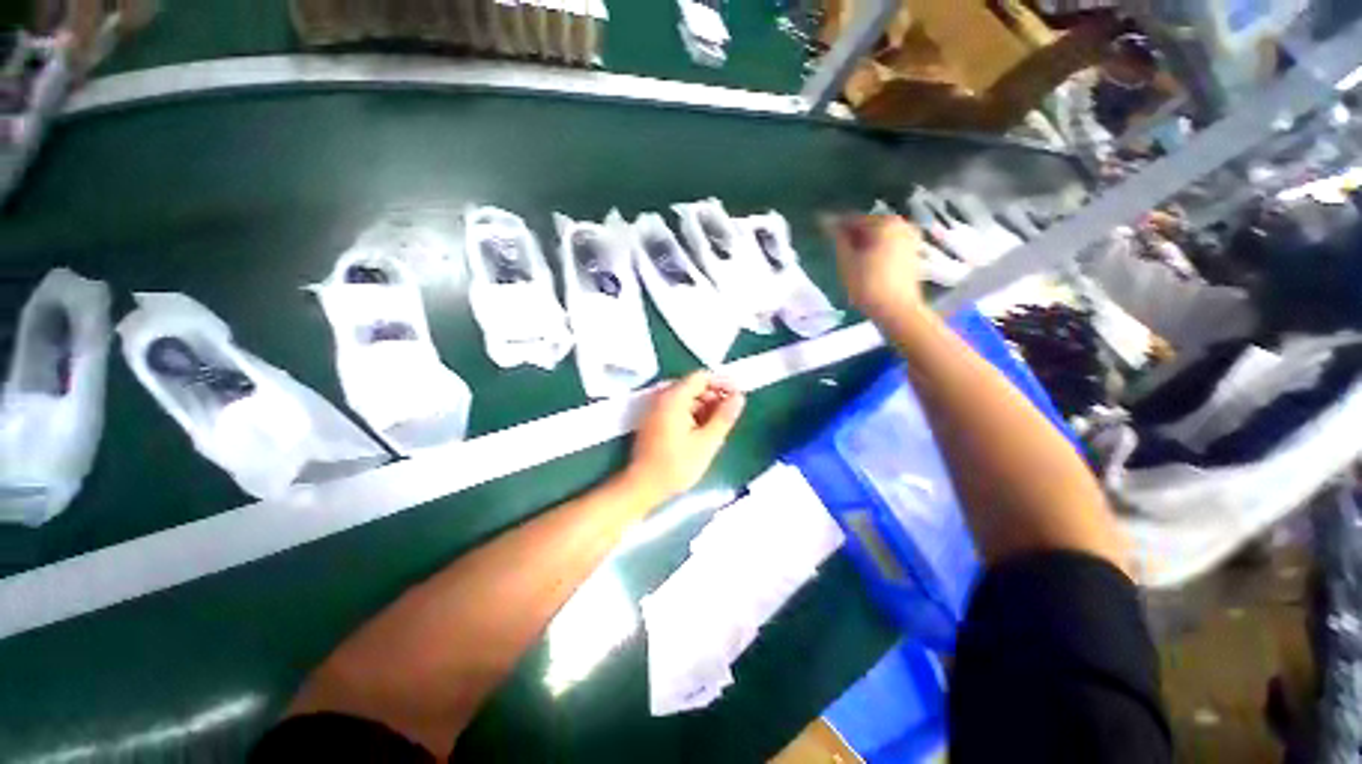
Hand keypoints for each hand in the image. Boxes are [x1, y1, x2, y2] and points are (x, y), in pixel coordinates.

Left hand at [625, 371, 744, 502]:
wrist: (643, 487)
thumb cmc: (676, 465)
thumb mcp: (707, 442)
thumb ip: (724, 417)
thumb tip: (739, 397)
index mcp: (674, 398)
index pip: (701, 377)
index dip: (722, 383)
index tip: (738, 394)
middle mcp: (663, 398)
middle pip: (693, 387)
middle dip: (714, 396)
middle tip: (731, 413)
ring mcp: (657, 409)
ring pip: (687, 399)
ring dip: (705, 407)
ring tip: (720, 425)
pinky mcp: (655, 421)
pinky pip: (678, 409)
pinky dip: (693, 415)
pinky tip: (704, 431)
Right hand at [826, 214, 924, 323]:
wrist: (897, 310)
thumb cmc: (867, 285)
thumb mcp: (846, 261)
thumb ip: (837, 238)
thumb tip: (825, 221)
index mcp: (884, 222)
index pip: (853, 219)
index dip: (835, 227)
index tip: (823, 236)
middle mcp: (901, 223)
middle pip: (868, 226)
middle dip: (852, 236)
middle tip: (836, 252)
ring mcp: (910, 237)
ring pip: (878, 236)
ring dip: (863, 244)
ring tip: (850, 261)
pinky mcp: (913, 252)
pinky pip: (888, 244)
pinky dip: (875, 250)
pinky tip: (865, 265)